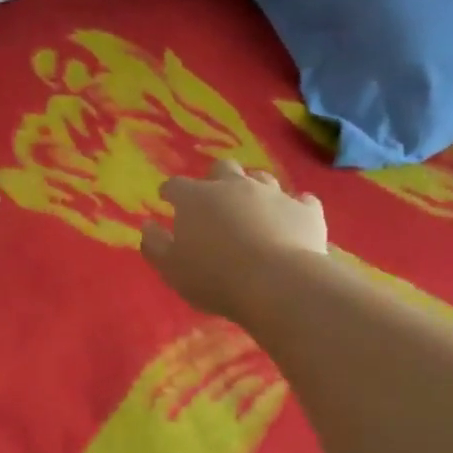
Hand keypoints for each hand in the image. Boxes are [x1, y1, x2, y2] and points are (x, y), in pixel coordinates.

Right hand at [141, 159, 327, 320]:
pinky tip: (291, 219)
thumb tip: (147, 225)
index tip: (167, 199)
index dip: (170, 191)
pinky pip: (300, 201)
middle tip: (213, 200)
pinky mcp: (306, 210)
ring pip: (261, 179)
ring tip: (252, 210)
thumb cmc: (213, 276)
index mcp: (196, 198)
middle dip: (215, 179)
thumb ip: (154, 244)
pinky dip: (293, 208)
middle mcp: (234, 186)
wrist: (277, 284)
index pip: (176, 185)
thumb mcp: (171, 268)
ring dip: (253, 189)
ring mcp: (273, 194)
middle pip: (222, 168)